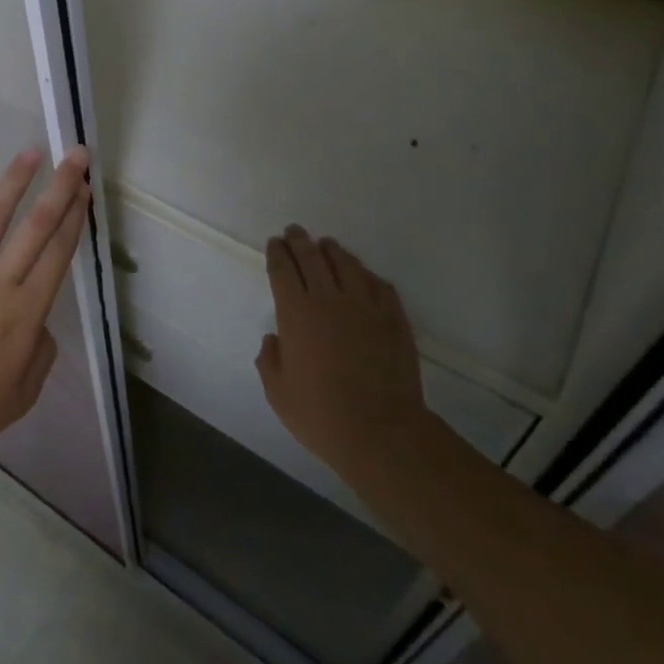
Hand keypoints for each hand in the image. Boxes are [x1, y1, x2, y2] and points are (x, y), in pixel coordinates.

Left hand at [0, 147, 89, 466]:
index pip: (57, 253)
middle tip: (75, 154)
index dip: (74, 217)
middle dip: (59, 186)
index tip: (85, 189)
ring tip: (31, 153)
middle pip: (35, 224)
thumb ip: (41, 349)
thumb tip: (36, 318)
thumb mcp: (23, 394)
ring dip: (14, 180)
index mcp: (24, 315)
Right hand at [256, 226, 435, 484]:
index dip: (277, 253)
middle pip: (312, 257)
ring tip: (327, 245)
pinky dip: (367, 275)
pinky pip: (379, 285)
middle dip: (300, 241)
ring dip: (332, 250)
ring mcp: (364, 306)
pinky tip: (363, 275)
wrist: (380, 431)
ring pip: (346, 264)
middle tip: (295, 232)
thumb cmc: (320, 414)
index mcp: (295, 313)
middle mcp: (328, 299)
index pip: (282, 269)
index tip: (275, 243)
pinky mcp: (393, 318)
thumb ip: (269, 360)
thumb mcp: (277, 393)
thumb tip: (274, 339)